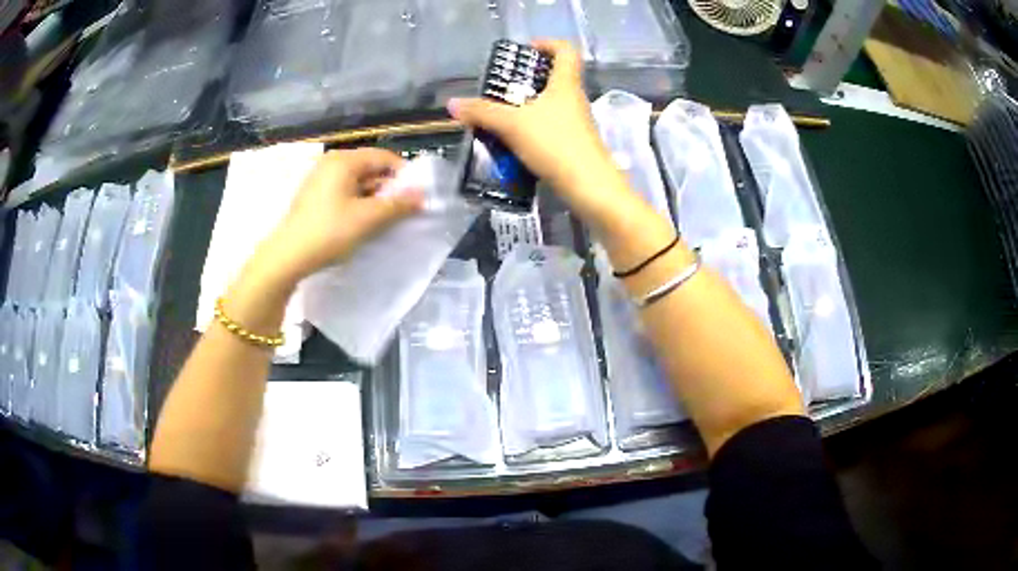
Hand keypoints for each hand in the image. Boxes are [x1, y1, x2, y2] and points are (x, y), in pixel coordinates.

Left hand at [254, 148, 423, 284]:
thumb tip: (422, 196)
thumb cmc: (329, 232)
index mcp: (344, 161)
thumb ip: (398, 204)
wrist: (287, 257)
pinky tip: (363, 223)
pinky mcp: (315, 196)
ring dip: (374, 198)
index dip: (404, 174)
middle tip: (403, 211)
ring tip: (385, 220)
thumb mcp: (367, 218)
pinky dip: (358, 203)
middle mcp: (332, 163)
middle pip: (370, 168)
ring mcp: (321, 179)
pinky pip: (345, 192)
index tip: (416, 196)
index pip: (384, 157)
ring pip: (358, 182)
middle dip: (389, 188)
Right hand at [447, 40, 624, 216]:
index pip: (565, 50)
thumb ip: (482, 112)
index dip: (547, 44)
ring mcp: (577, 124)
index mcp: (566, 84)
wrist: (589, 187)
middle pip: (555, 79)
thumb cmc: (555, 144)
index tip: (525, 51)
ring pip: (550, 106)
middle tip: (501, 89)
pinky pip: (550, 129)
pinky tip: (511, 144)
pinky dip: (531, 131)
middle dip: (527, 80)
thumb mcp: (512, 125)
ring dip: (526, 108)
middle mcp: (575, 100)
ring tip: (499, 118)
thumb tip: (452, 104)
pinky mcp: (574, 146)